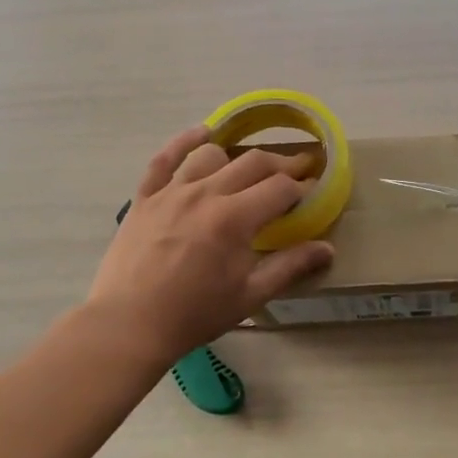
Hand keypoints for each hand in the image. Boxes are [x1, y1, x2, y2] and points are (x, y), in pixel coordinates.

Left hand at [87, 126, 333, 361]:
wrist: (129, 324)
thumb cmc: (195, 314)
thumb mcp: (250, 296)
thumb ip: (290, 267)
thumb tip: (328, 249)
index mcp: (235, 218)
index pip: (280, 188)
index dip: (302, 186)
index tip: (312, 191)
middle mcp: (206, 193)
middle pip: (253, 163)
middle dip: (281, 165)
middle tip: (296, 173)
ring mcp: (172, 191)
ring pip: (212, 155)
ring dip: (237, 157)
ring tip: (247, 170)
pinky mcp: (145, 197)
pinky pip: (165, 158)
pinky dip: (185, 142)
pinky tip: (202, 133)